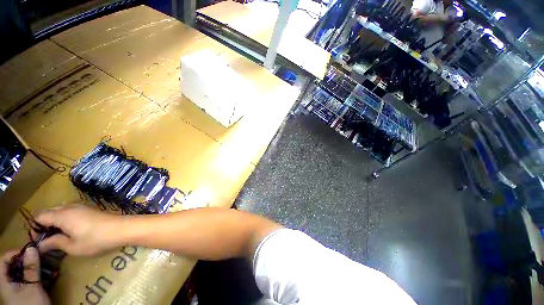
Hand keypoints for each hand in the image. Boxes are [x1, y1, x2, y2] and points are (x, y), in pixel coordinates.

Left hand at [0, 248, 49, 304]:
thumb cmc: (32, 304)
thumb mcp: (32, 287)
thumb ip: (31, 268)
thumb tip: (31, 248)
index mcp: (4, 282)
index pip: (3, 261)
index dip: (14, 253)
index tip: (29, 251)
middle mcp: (7, 283)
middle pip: (13, 266)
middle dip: (26, 260)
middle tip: (39, 256)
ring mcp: (16, 289)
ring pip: (21, 272)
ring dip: (32, 267)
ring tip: (45, 264)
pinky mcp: (25, 292)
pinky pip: (27, 279)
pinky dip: (35, 274)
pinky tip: (45, 275)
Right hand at [34, 204, 120, 255]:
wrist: (122, 228)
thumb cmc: (96, 239)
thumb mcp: (72, 246)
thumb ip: (55, 243)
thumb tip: (40, 244)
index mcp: (62, 215)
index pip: (39, 216)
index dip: (34, 228)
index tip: (37, 240)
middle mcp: (69, 207)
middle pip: (48, 212)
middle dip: (43, 225)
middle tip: (46, 240)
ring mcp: (80, 207)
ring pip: (59, 211)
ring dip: (53, 222)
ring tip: (57, 236)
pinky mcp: (88, 209)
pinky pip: (69, 211)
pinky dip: (64, 219)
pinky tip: (69, 230)